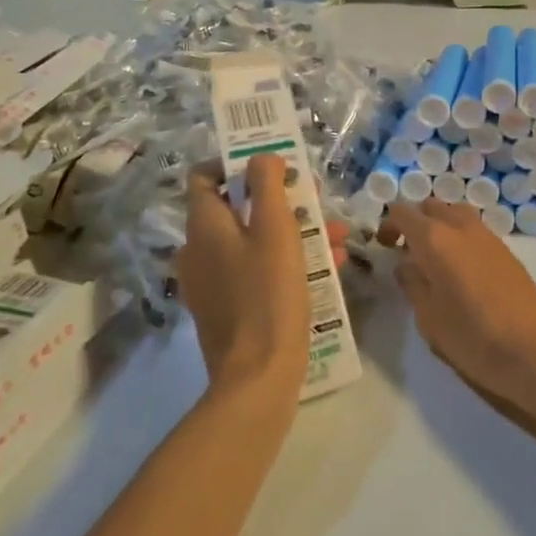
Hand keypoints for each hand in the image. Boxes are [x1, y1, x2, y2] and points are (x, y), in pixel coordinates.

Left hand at [180, 157, 347, 395]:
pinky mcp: (228, 308)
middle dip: (279, 198)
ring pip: (252, 240)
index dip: (236, 163)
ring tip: (335, 233)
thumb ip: (268, 184)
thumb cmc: (268, 293)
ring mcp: (212, 282)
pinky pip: (256, 270)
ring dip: (292, 230)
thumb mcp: (276, 229)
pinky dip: (286, 261)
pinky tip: (328, 265)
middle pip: (237, 207)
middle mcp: (199, 250)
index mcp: (204, 225)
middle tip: (315, 198)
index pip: (205, 176)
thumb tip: (262, 157)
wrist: (257, 379)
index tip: (273, 165)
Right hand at [381, 199, 535, 402]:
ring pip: (455, 214)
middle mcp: (461, 227)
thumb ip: (413, 285)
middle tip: (407, 252)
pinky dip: (460, 238)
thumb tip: (406, 266)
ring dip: (440, 227)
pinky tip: (462, 271)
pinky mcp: (506, 250)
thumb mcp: (429, 319)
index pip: (403, 212)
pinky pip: (474, 230)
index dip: (389, 224)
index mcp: (435, 239)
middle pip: (431, 207)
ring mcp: (488, 236)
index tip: (384, 247)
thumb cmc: (473, 338)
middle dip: (415, 222)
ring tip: (435, 260)